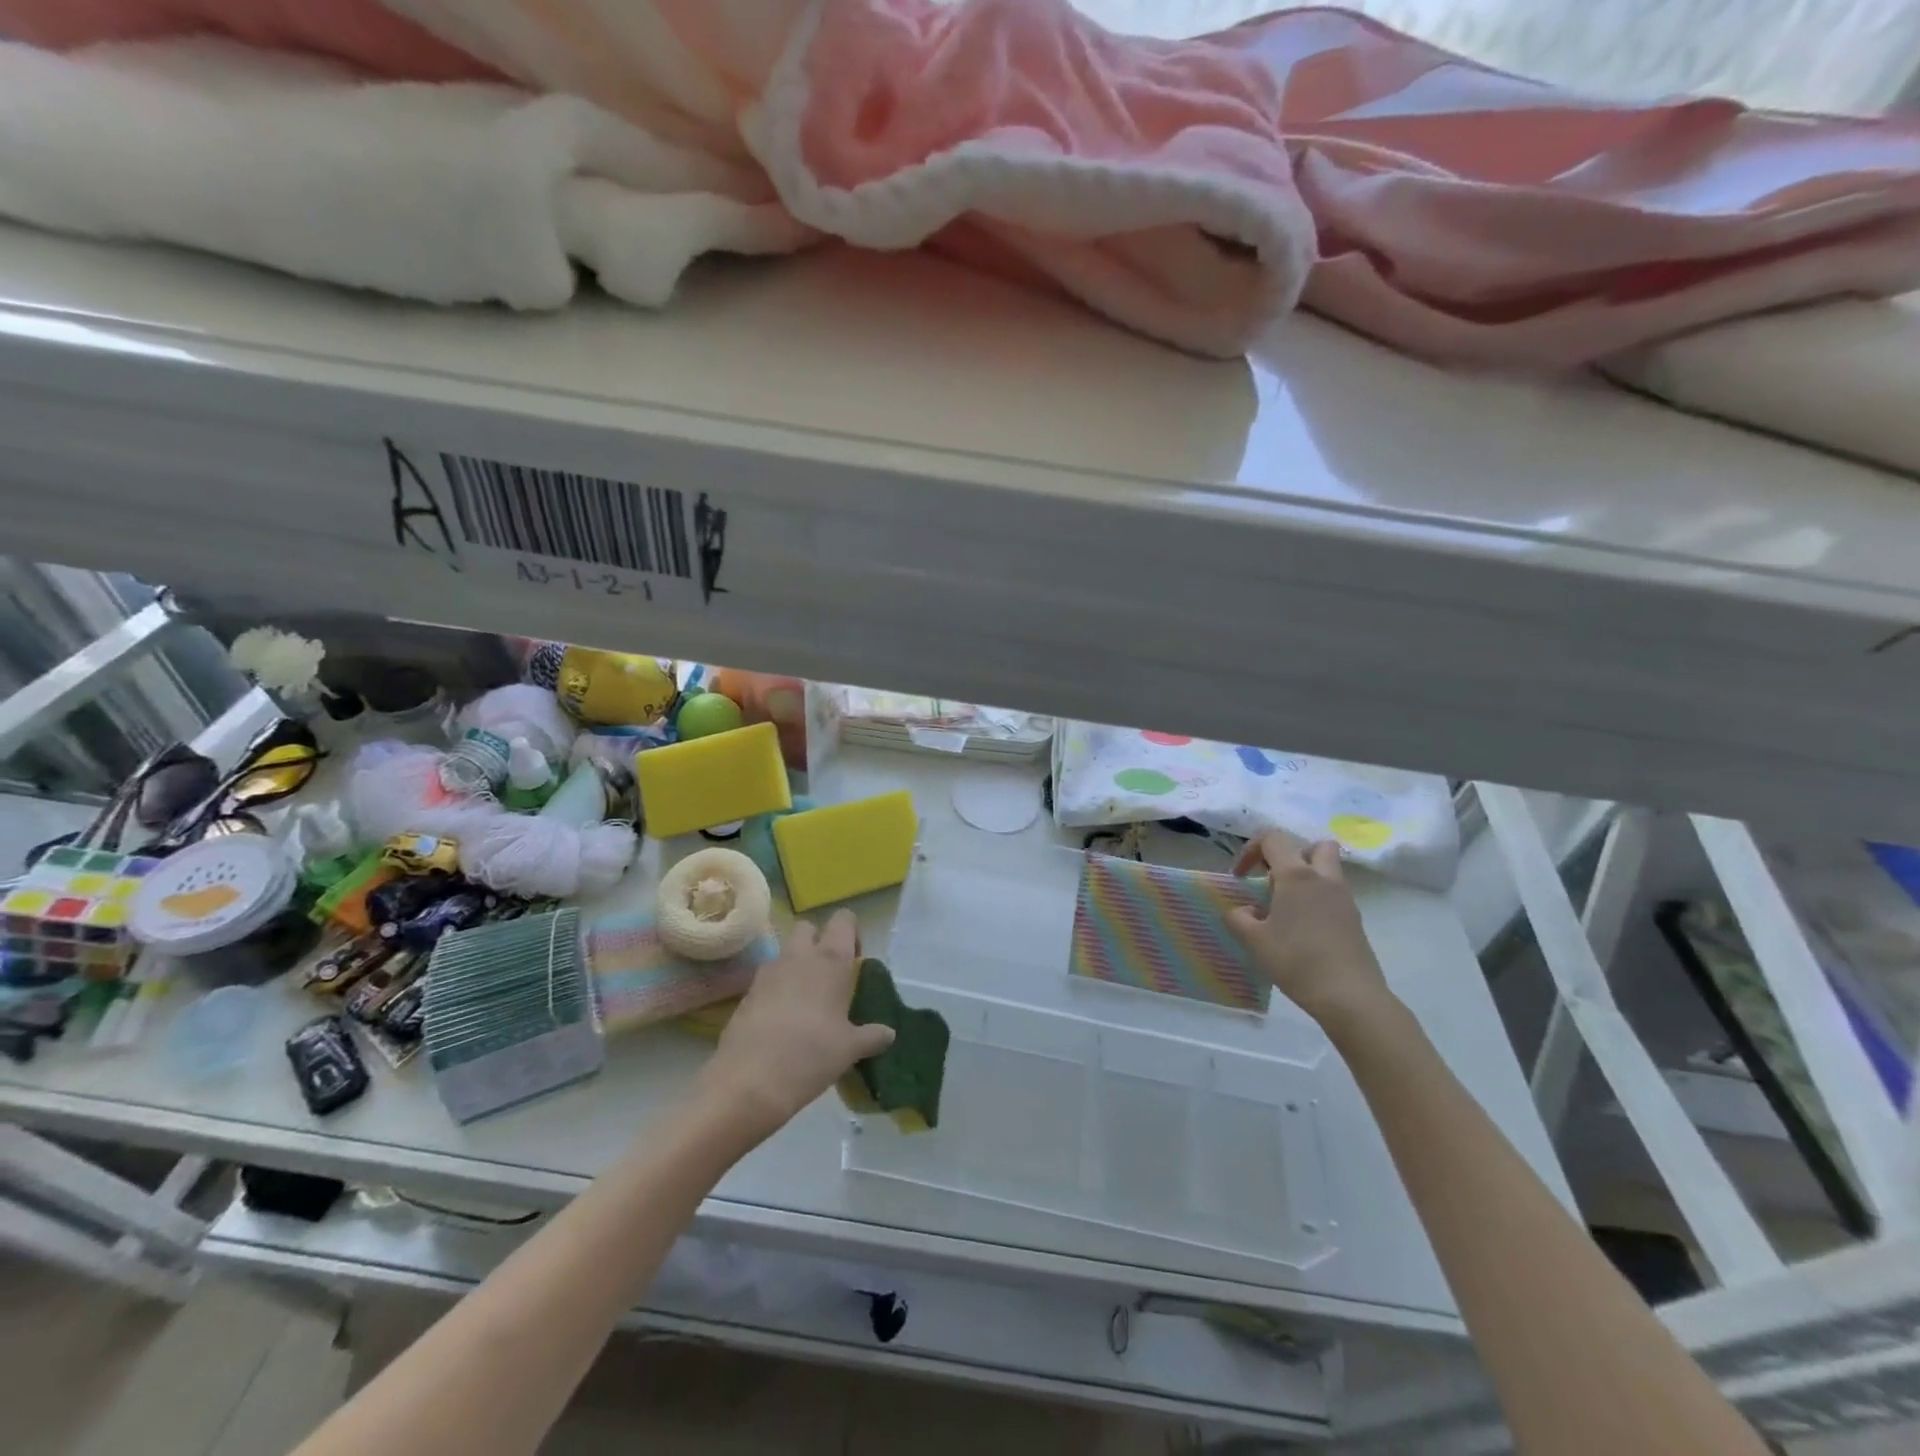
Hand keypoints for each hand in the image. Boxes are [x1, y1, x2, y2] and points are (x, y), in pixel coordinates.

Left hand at [697, 910, 894, 1143]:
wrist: (749, 1082)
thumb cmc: (811, 1056)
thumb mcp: (849, 1050)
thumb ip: (871, 1036)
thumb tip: (888, 1033)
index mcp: (830, 960)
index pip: (843, 920)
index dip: (851, 933)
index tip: (855, 960)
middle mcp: (799, 957)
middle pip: (807, 928)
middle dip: (818, 941)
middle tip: (829, 975)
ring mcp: (768, 972)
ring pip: (784, 952)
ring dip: (795, 964)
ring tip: (805, 1001)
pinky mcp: (746, 993)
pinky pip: (766, 978)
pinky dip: (776, 988)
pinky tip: (782, 1020)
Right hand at [1228, 831, 1393, 1032]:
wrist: (1349, 996)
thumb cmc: (1296, 960)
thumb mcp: (1254, 940)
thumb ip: (1239, 918)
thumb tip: (1244, 911)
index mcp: (1297, 875)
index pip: (1273, 839)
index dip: (1251, 850)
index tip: (1240, 876)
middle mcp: (1324, 879)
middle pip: (1315, 846)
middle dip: (1292, 855)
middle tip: (1274, 879)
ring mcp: (1344, 899)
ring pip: (1328, 870)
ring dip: (1307, 878)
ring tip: (1285, 906)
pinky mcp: (1355, 920)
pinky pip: (1334, 895)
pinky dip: (1317, 900)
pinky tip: (1303, 929)